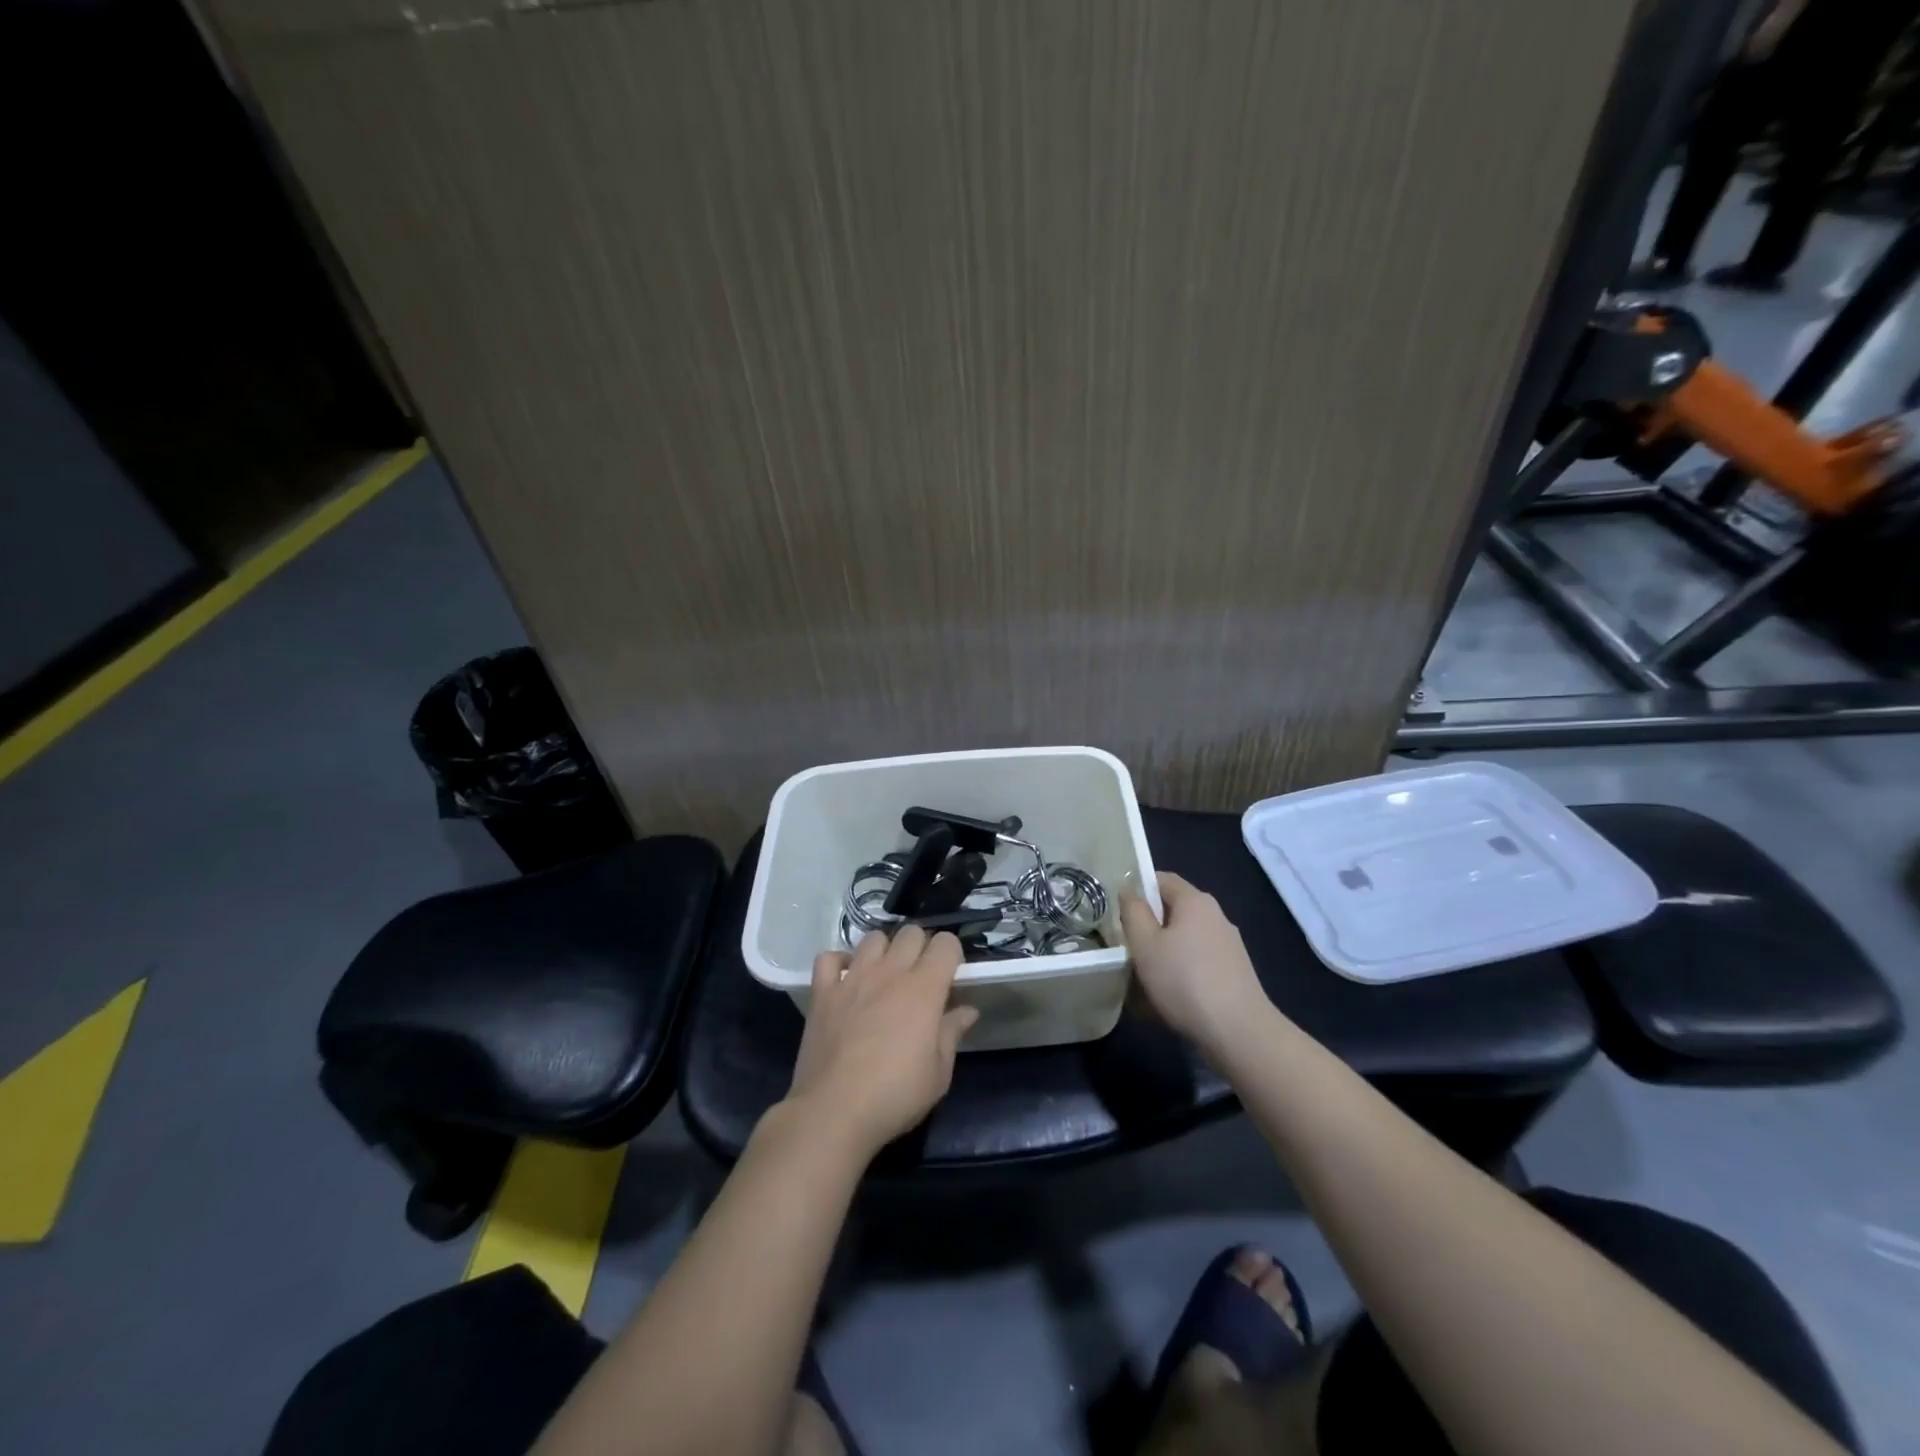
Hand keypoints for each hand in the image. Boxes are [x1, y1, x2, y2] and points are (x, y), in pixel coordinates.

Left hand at [784, 927, 979, 1159]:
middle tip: (920, 977)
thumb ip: (952, 1033)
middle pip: (911, 932)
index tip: (951, 976)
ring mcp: (852, 978)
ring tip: (885, 975)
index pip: (945, 944)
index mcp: (923, 989)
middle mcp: (889, 972)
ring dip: (884, 950)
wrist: (834, 1112)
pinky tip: (846, 979)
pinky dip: (839, 963)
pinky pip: (829, 958)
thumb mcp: (938, 1073)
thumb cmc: (895, 1095)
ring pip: (873, 938)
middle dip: (921, 947)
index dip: (952, 954)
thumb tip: (968, 1010)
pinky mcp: (823, 992)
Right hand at [1121, 872, 1271, 1056]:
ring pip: (1183, 942)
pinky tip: (1164, 1001)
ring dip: (1161, 956)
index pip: (1162, 879)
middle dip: (1147, 928)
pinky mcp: (1233, 974)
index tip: (1117, 910)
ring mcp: (1228, 946)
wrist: (1238, 1032)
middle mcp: (1216, 917)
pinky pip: (1196, 965)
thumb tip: (1129, 891)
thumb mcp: (1145, 944)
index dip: (1137, 888)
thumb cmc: (1184, 980)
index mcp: (1195, 901)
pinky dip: (1178, 975)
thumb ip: (1132, 912)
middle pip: (1173, 912)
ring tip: (1139, 981)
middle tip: (1124, 947)